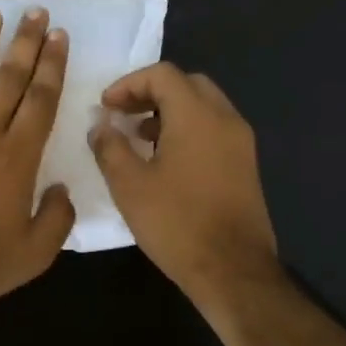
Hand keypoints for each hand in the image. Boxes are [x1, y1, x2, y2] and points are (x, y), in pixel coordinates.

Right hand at [90, 63, 279, 310]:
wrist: (233, 271)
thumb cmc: (177, 223)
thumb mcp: (130, 185)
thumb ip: (110, 147)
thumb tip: (100, 125)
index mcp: (197, 115)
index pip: (162, 74)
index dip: (128, 83)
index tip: (105, 107)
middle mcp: (225, 119)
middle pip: (187, 84)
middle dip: (151, 93)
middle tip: (122, 114)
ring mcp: (241, 142)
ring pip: (203, 106)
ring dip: (169, 111)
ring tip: (139, 137)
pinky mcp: (246, 165)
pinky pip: (214, 129)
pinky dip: (188, 129)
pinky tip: (166, 160)